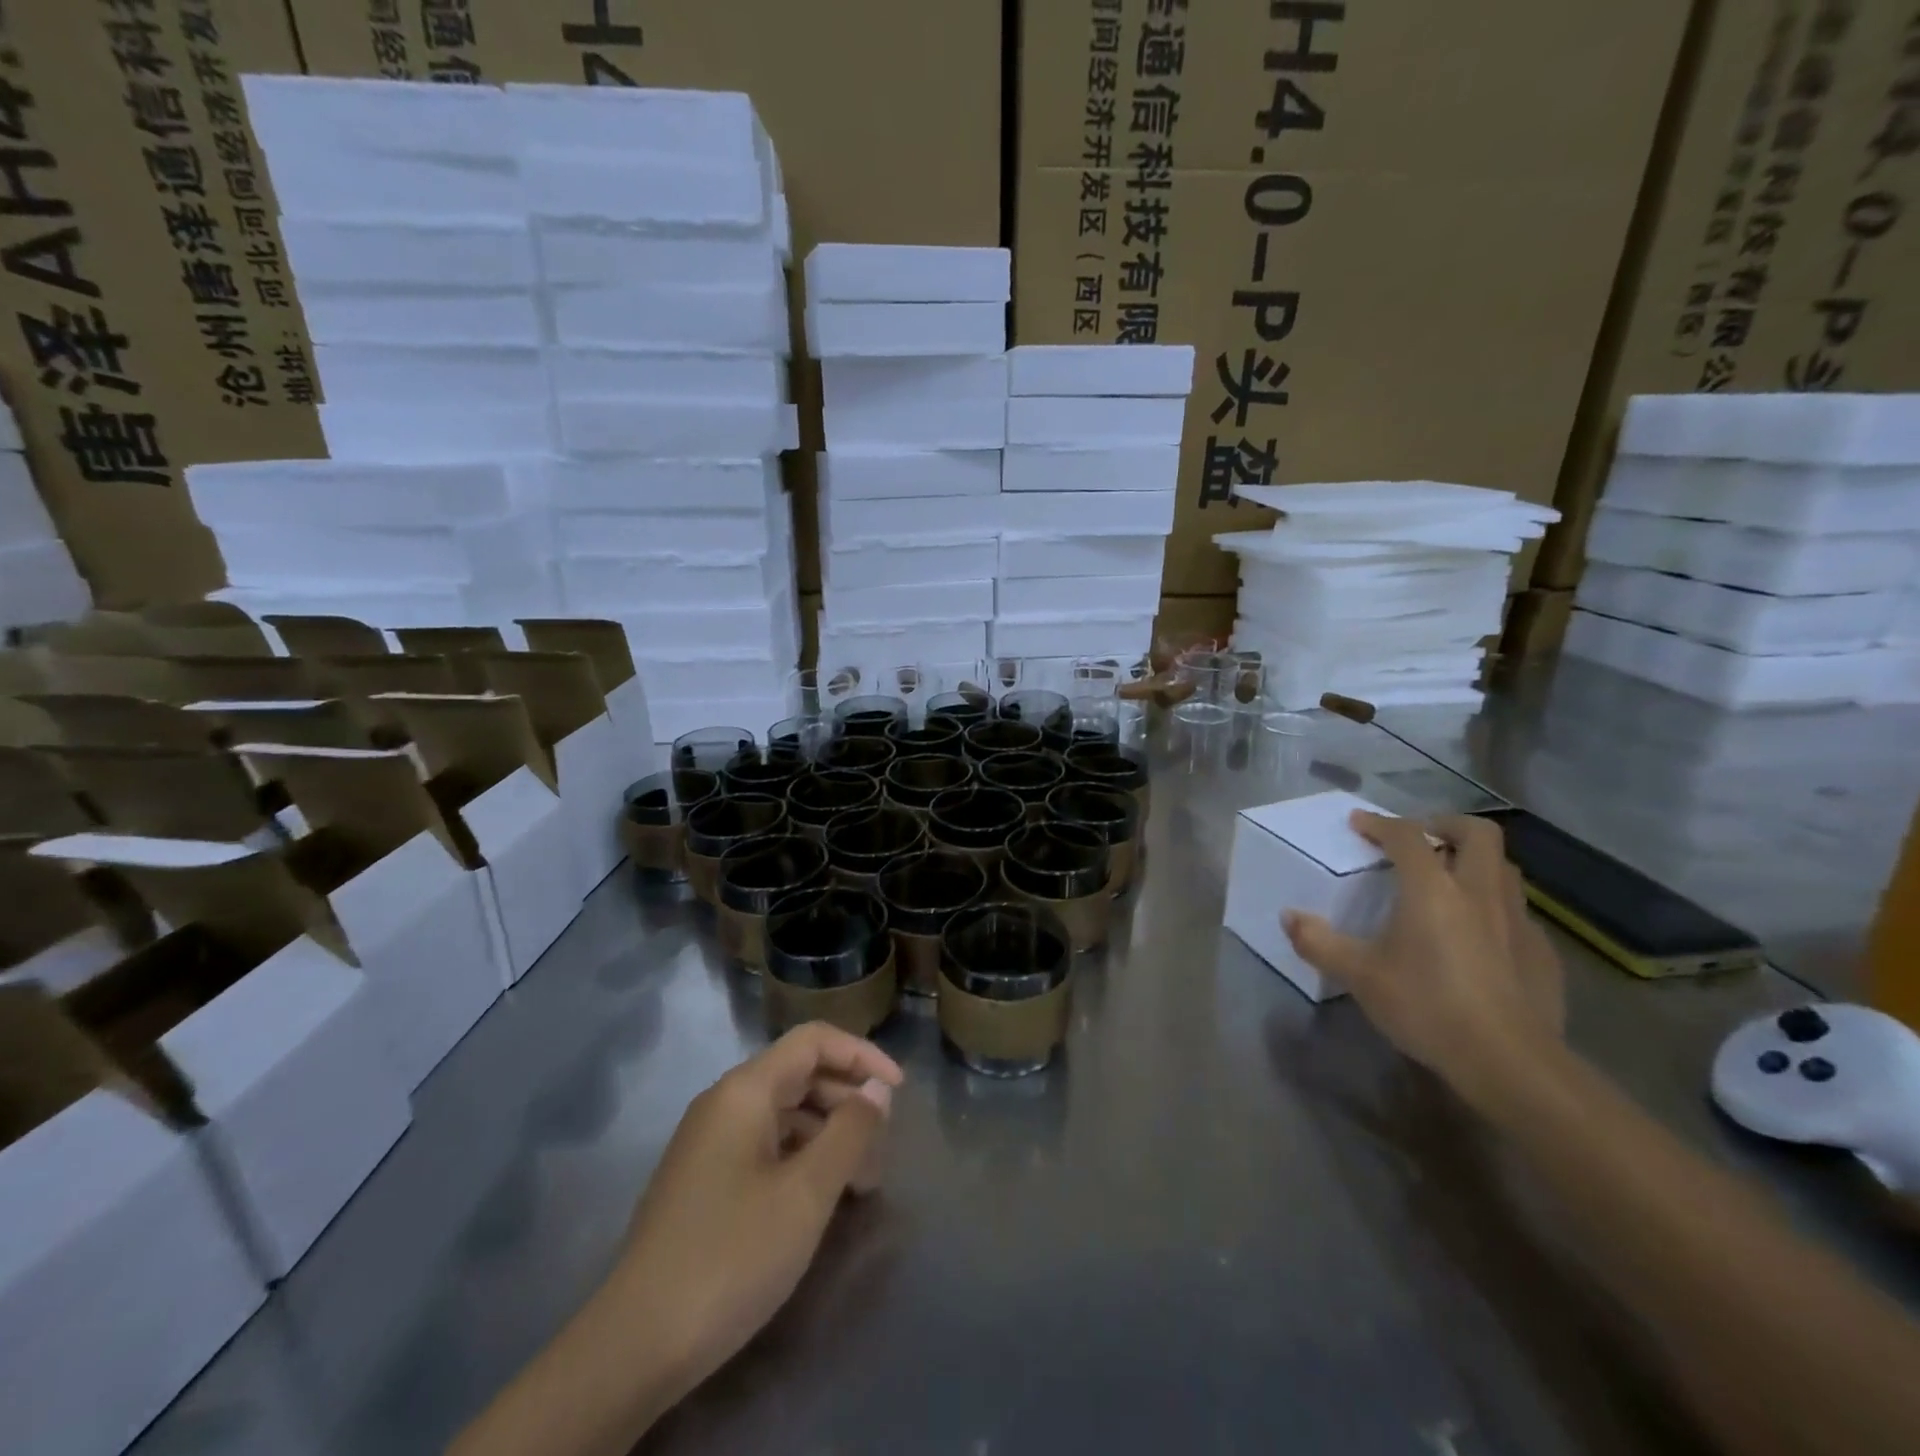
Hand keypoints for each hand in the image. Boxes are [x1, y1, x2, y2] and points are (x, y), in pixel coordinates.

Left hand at [613, 1023, 903, 1404]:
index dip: (861, 1055)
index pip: (814, 1041)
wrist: (635, 1345)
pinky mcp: (704, 1179)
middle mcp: (724, 1103)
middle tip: (882, 1152)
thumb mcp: (806, 1193)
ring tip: (861, 1185)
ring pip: (785, 1113)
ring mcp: (710, 1142)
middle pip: (800, 1074)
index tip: (899, 1092)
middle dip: (848, 1103)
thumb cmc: (732, 1255)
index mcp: (745, 1090)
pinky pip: (765, 1145)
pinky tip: (820, 1199)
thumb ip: (850, 1132)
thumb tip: (877, 1090)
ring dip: (828, 1135)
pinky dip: (801, 1158)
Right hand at [1283, 811, 1563, 1101]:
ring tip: (1450, 879)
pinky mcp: (1542, 953)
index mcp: (1432, 889)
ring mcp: (1518, 921)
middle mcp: (1479, 892)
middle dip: (1447, 826)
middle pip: (1477, 834)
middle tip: (1422, 838)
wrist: (1510, 1062)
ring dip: (1475, 862)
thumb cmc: (1427, 1007)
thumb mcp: (1359, 976)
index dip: (1380, 823)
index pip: (1407, 836)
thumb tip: (1289, 917)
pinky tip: (1480, 935)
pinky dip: (1495, 906)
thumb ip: (1319, 942)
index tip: (1359, 823)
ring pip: (1504, 869)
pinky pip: (1518, 911)